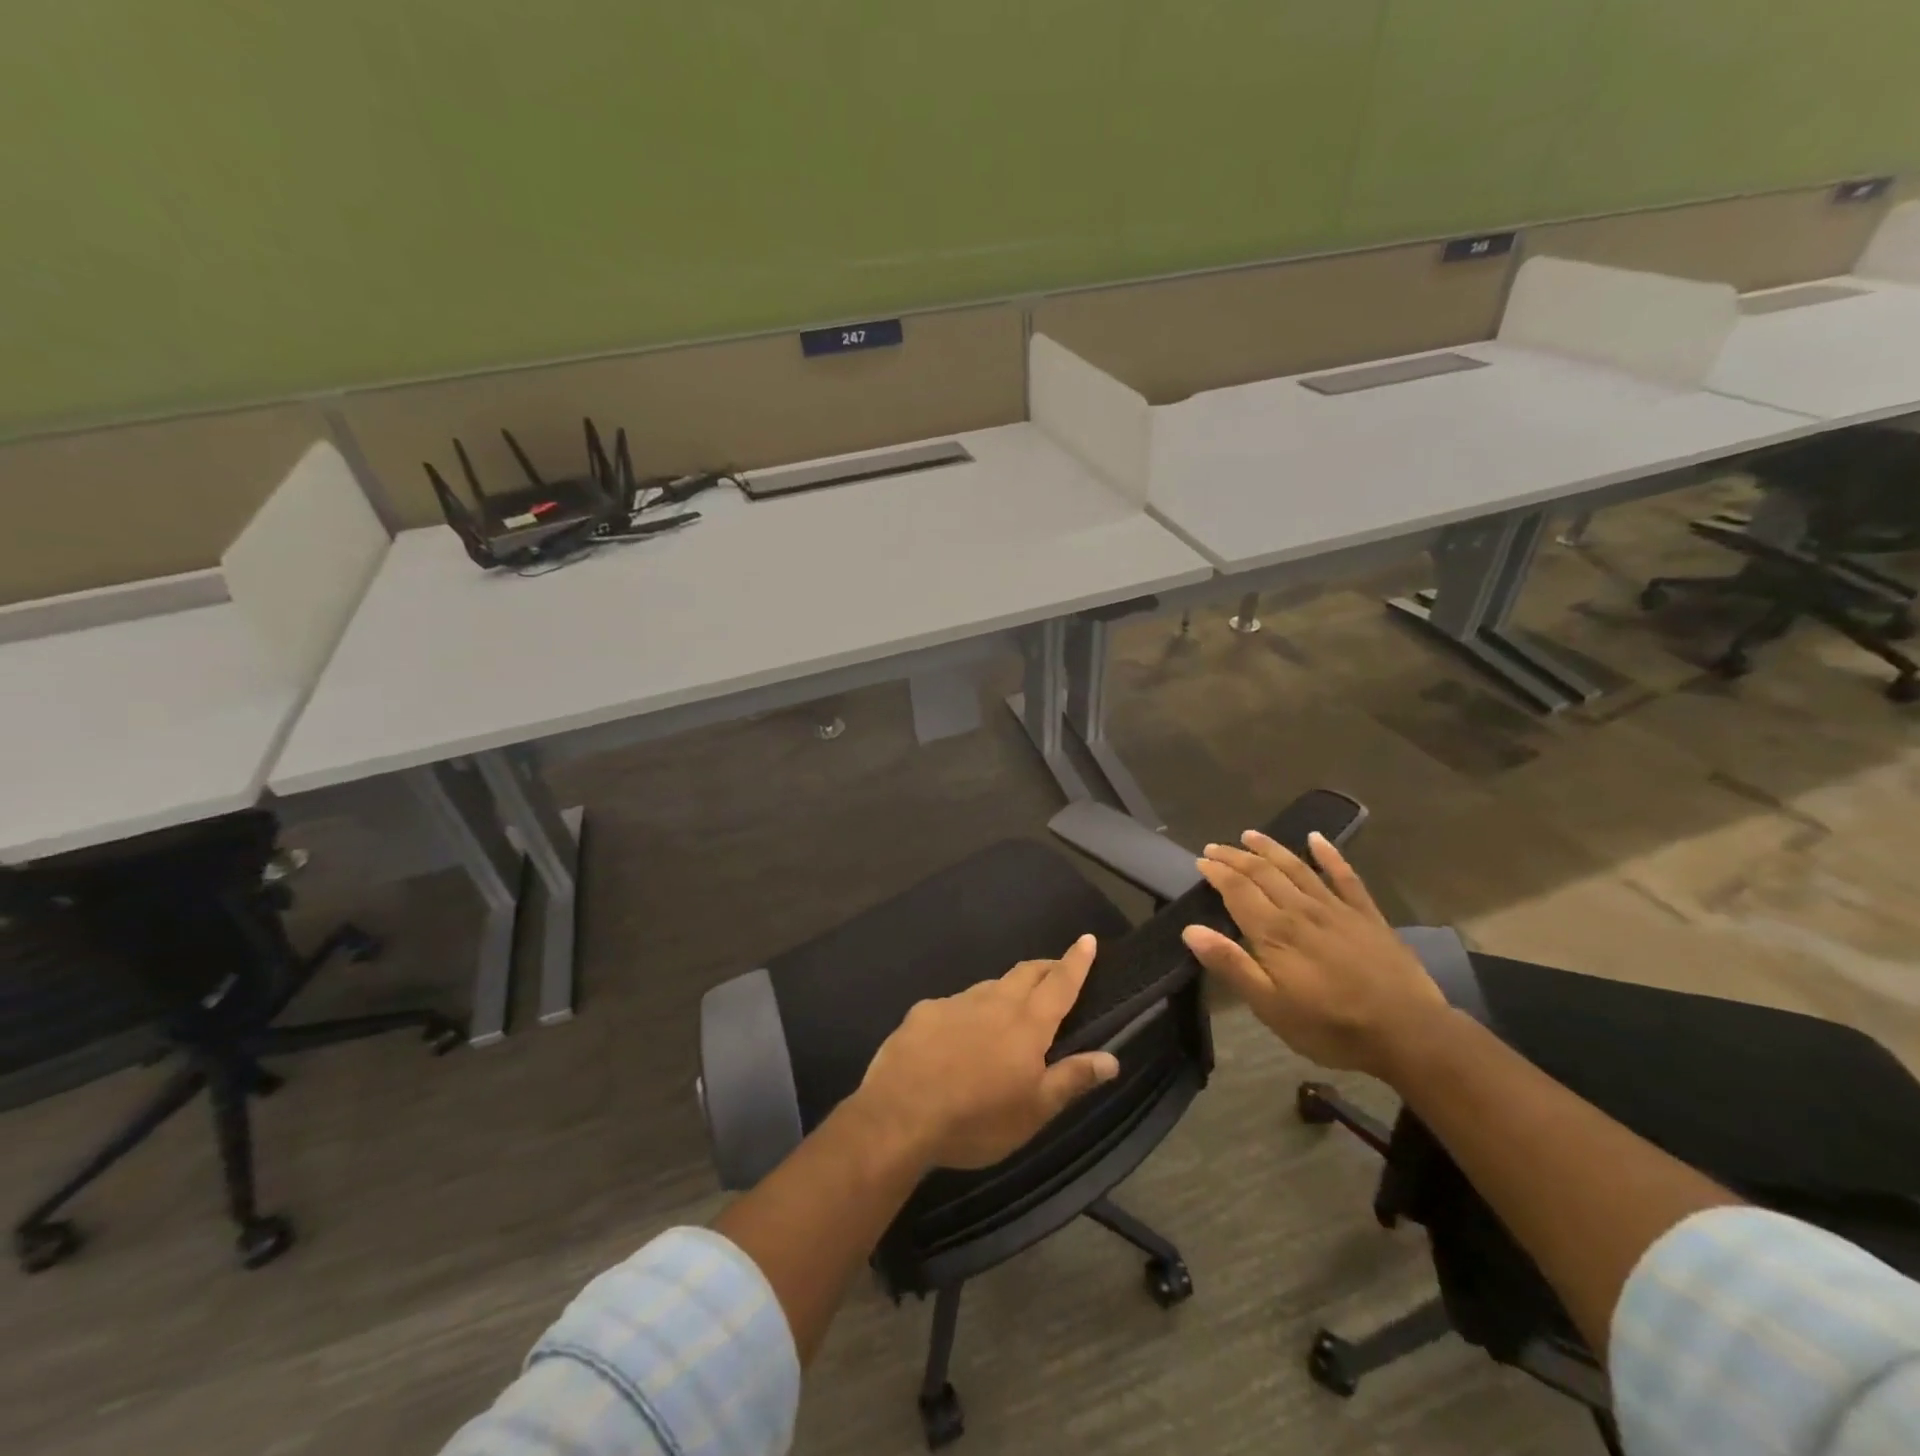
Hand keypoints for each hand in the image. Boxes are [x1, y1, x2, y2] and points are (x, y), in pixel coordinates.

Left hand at [854, 934, 1120, 1169]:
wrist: (900, 1115)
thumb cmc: (977, 1119)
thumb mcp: (1034, 1111)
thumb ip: (1072, 1079)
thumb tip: (1112, 1058)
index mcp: (1027, 1024)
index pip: (1060, 983)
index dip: (1076, 961)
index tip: (1087, 939)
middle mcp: (994, 1001)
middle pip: (1026, 973)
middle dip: (1045, 967)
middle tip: (1055, 970)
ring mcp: (956, 1002)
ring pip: (990, 986)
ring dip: (1006, 990)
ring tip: (1008, 1008)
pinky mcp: (924, 1011)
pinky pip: (955, 1004)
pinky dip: (968, 1012)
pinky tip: (957, 1036)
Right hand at [1180, 830, 1447, 1080]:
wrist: (1409, 1034)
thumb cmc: (1331, 1026)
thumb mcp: (1270, 1007)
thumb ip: (1231, 965)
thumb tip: (1191, 930)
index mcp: (1275, 931)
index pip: (1238, 890)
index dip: (1217, 873)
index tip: (1201, 861)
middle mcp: (1301, 910)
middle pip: (1263, 873)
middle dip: (1236, 857)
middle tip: (1215, 846)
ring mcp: (1337, 909)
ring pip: (1297, 868)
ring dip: (1271, 848)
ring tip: (1250, 834)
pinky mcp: (1367, 916)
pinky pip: (1345, 877)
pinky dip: (1330, 855)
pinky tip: (1318, 838)